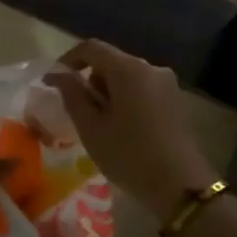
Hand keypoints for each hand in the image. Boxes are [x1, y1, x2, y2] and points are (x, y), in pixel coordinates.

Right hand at [48, 41, 213, 217]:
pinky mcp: (176, 101)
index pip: (92, 48)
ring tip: (100, 124)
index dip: (69, 59)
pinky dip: (126, 100)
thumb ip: (72, 95)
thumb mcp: (91, 128)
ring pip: (127, 77)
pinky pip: (143, 90)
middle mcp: (151, 68)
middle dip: (90, 79)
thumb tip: (58, 75)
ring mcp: (168, 84)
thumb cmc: (129, 155)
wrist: (181, 188)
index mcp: (129, 69)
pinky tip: (123, 128)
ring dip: (108, 92)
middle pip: (111, 61)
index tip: (54, 81)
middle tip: (77, 110)